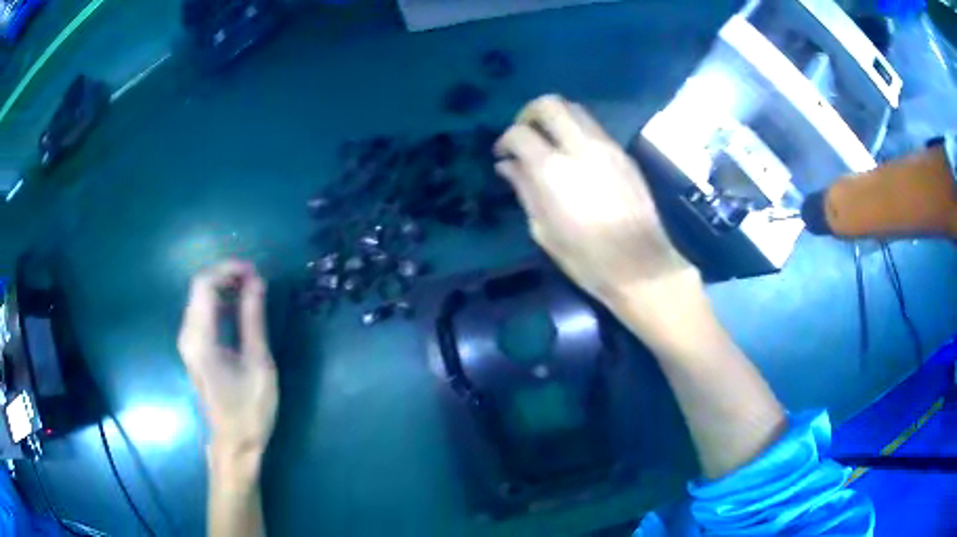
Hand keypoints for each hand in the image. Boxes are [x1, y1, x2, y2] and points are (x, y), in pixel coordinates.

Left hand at [178, 261, 277, 467]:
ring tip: (253, 291)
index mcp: (200, 338)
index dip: (228, 270)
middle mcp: (187, 335)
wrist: (234, 443)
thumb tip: (257, 281)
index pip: (204, 284)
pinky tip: (240, 309)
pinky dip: (221, 304)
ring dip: (225, 289)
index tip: (255, 272)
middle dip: (227, 277)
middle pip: (199, 288)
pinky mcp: (194, 349)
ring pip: (200, 299)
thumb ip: (253, 319)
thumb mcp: (258, 363)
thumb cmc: (249, 408)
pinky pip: (203, 314)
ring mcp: (188, 343)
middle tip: (257, 280)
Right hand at [494, 95, 698, 311]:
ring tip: (549, 142)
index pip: (520, 133)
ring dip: (556, 118)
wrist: (640, 265)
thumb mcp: (543, 229)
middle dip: (530, 113)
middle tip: (525, 134)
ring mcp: (607, 147)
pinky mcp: (624, 154)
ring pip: (576, 109)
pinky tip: (575, 156)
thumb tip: (507, 165)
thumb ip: (524, 189)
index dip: (505, 140)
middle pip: (550, 104)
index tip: (503, 155)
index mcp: (553, 170)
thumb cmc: (585, 258)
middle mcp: (580, 147)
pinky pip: (595, 128)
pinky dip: (577, 131)